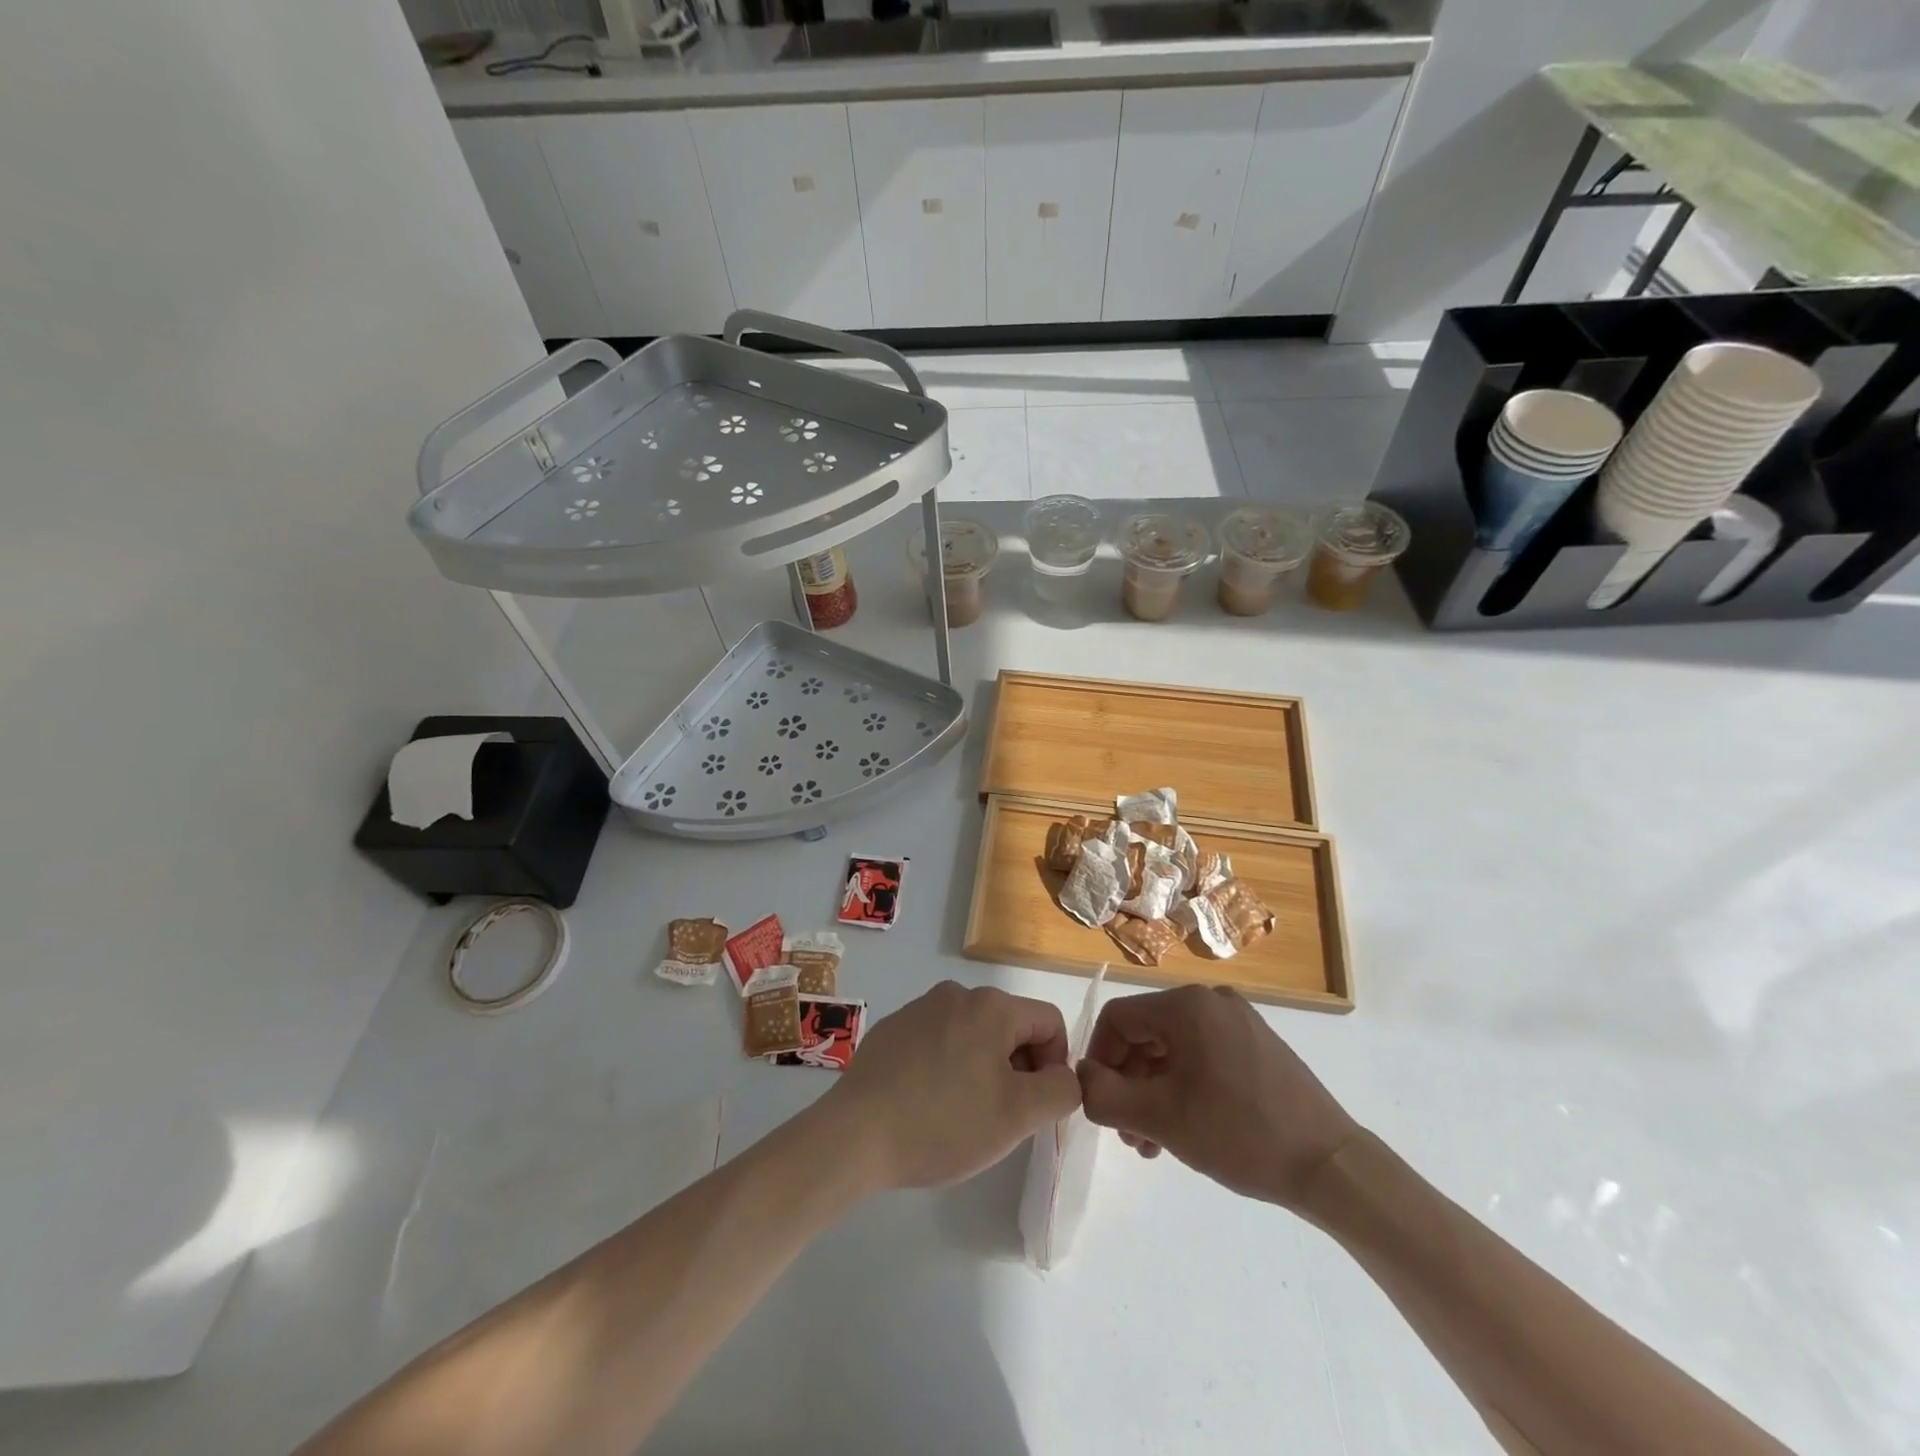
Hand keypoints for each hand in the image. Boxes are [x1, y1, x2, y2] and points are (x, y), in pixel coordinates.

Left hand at [825, 981, 1081, 1190]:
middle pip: (1010, 1027)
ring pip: (973, 1035)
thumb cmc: (945, 1122)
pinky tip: (927, 1104)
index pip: (1050, 1023)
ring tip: (962, 1114)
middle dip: (1017, 1069)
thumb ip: (1060, 1090)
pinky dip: (946, 1068)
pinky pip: (938, 1042)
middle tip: (1000, 1117)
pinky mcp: (892, 1029)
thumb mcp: (1018, 1114)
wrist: (855, 1134)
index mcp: (992, 1005)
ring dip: (982, 1069)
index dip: (1055, 1066)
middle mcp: (957, 994)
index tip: (1034, 1107)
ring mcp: (919, 1008)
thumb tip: (1064, 1076)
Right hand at [1076, 984, 1360, 1209]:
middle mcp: (1211, 1001)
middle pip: (1146, 1034)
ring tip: (1152, 1143)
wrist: (1330, 1165)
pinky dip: (1184, 1087)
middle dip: (1128, 1083)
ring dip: (1153, 1091)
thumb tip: (1081, 1078)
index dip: (1099, 1059)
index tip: (1100, 1103)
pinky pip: (1203, 1056)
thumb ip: (1105, 1095)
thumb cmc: (1239, 1133)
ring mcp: (1239, 1021)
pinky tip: (1184, 1130)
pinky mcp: (1258, 1044)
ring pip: (1173, 1049)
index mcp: (1186, 1005)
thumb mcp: (1160, 1118)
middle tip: (1127, 1134)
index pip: (1118, 1019)